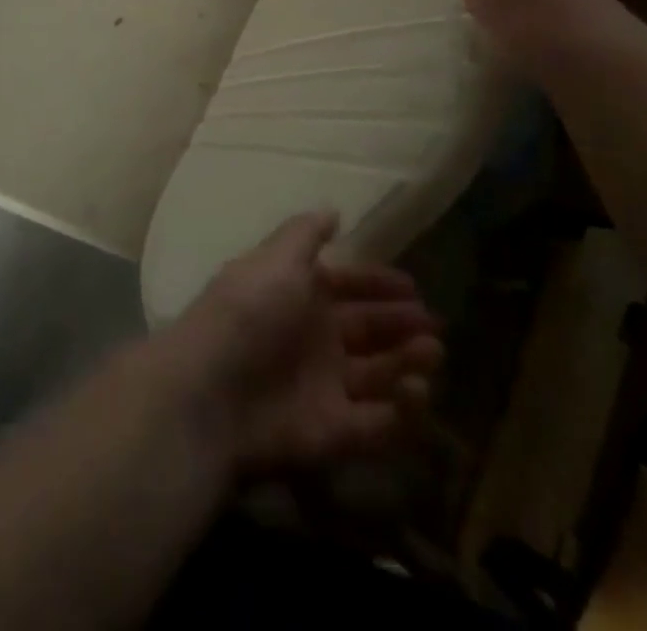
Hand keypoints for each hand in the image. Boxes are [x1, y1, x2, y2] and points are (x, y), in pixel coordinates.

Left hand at [166, 212, 440, 473]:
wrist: (214, 390)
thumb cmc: (248, 312)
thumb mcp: (276, 260)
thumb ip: (305, 234)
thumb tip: (333, 211)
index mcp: (297, 295)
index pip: (345, 287)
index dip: (376, 286)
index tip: (413, 287)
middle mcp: (313, 339)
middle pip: (366, 330)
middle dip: (400, 324)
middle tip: (432, 323)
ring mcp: (324, 387)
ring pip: (378, 374)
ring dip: (407, 362)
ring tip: (432, 350)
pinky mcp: (335, 434)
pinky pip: (378, 423)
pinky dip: (403, 411)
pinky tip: (418, 390)